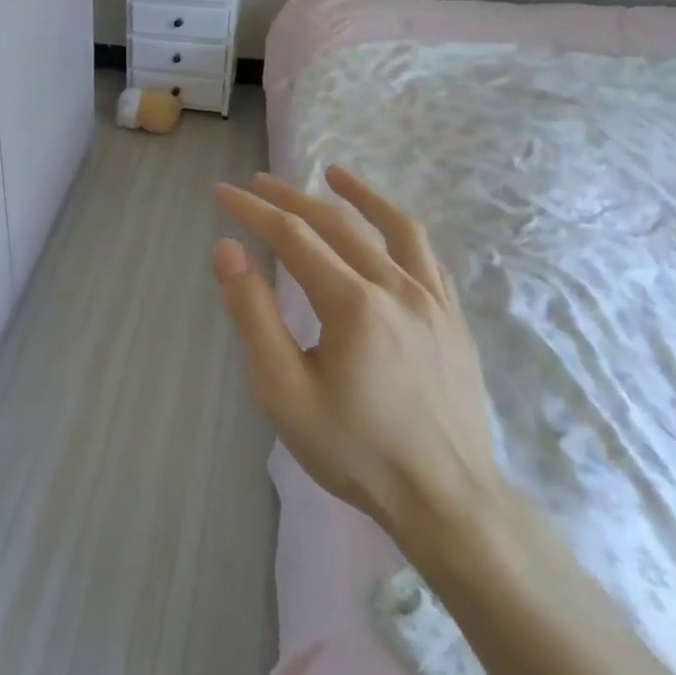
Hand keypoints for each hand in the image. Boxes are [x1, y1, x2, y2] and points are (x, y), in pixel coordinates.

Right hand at [212, 167, 502, 551]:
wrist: (448, 501)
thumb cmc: (355, 449)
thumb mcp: (283, 389)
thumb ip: (253, 313)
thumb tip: (228, 250)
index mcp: (353, 304)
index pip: (292, 236)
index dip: (253, 210)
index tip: (223, 193)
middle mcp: (396, 287)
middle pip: (336, 224)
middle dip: (290, 198)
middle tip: (257, 183)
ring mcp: (432, 301)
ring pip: (393, 228)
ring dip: (358, 195)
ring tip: (332, 173)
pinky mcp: (453, 320)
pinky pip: (426, 256)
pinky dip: (400, 228)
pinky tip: (387, 226)